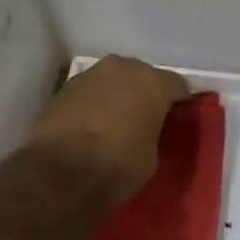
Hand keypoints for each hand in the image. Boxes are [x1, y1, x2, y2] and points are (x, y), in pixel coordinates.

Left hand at [24, 56, 189, 205]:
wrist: (59, 171)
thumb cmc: (117, 165)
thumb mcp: (151, 157)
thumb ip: (153, 133)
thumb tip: (145, 131)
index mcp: (152, 82)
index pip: (177, 85)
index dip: (179, 102)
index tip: (178, 118)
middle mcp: (121, 68)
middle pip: (141, 76)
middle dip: (145, 93)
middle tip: (146, 118)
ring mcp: (89, 75)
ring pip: (112, 81)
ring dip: (116, 96)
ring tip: (115, 122)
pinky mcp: (63, 89)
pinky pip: (89, 93)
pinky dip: (93, 104)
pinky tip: (91, 126)